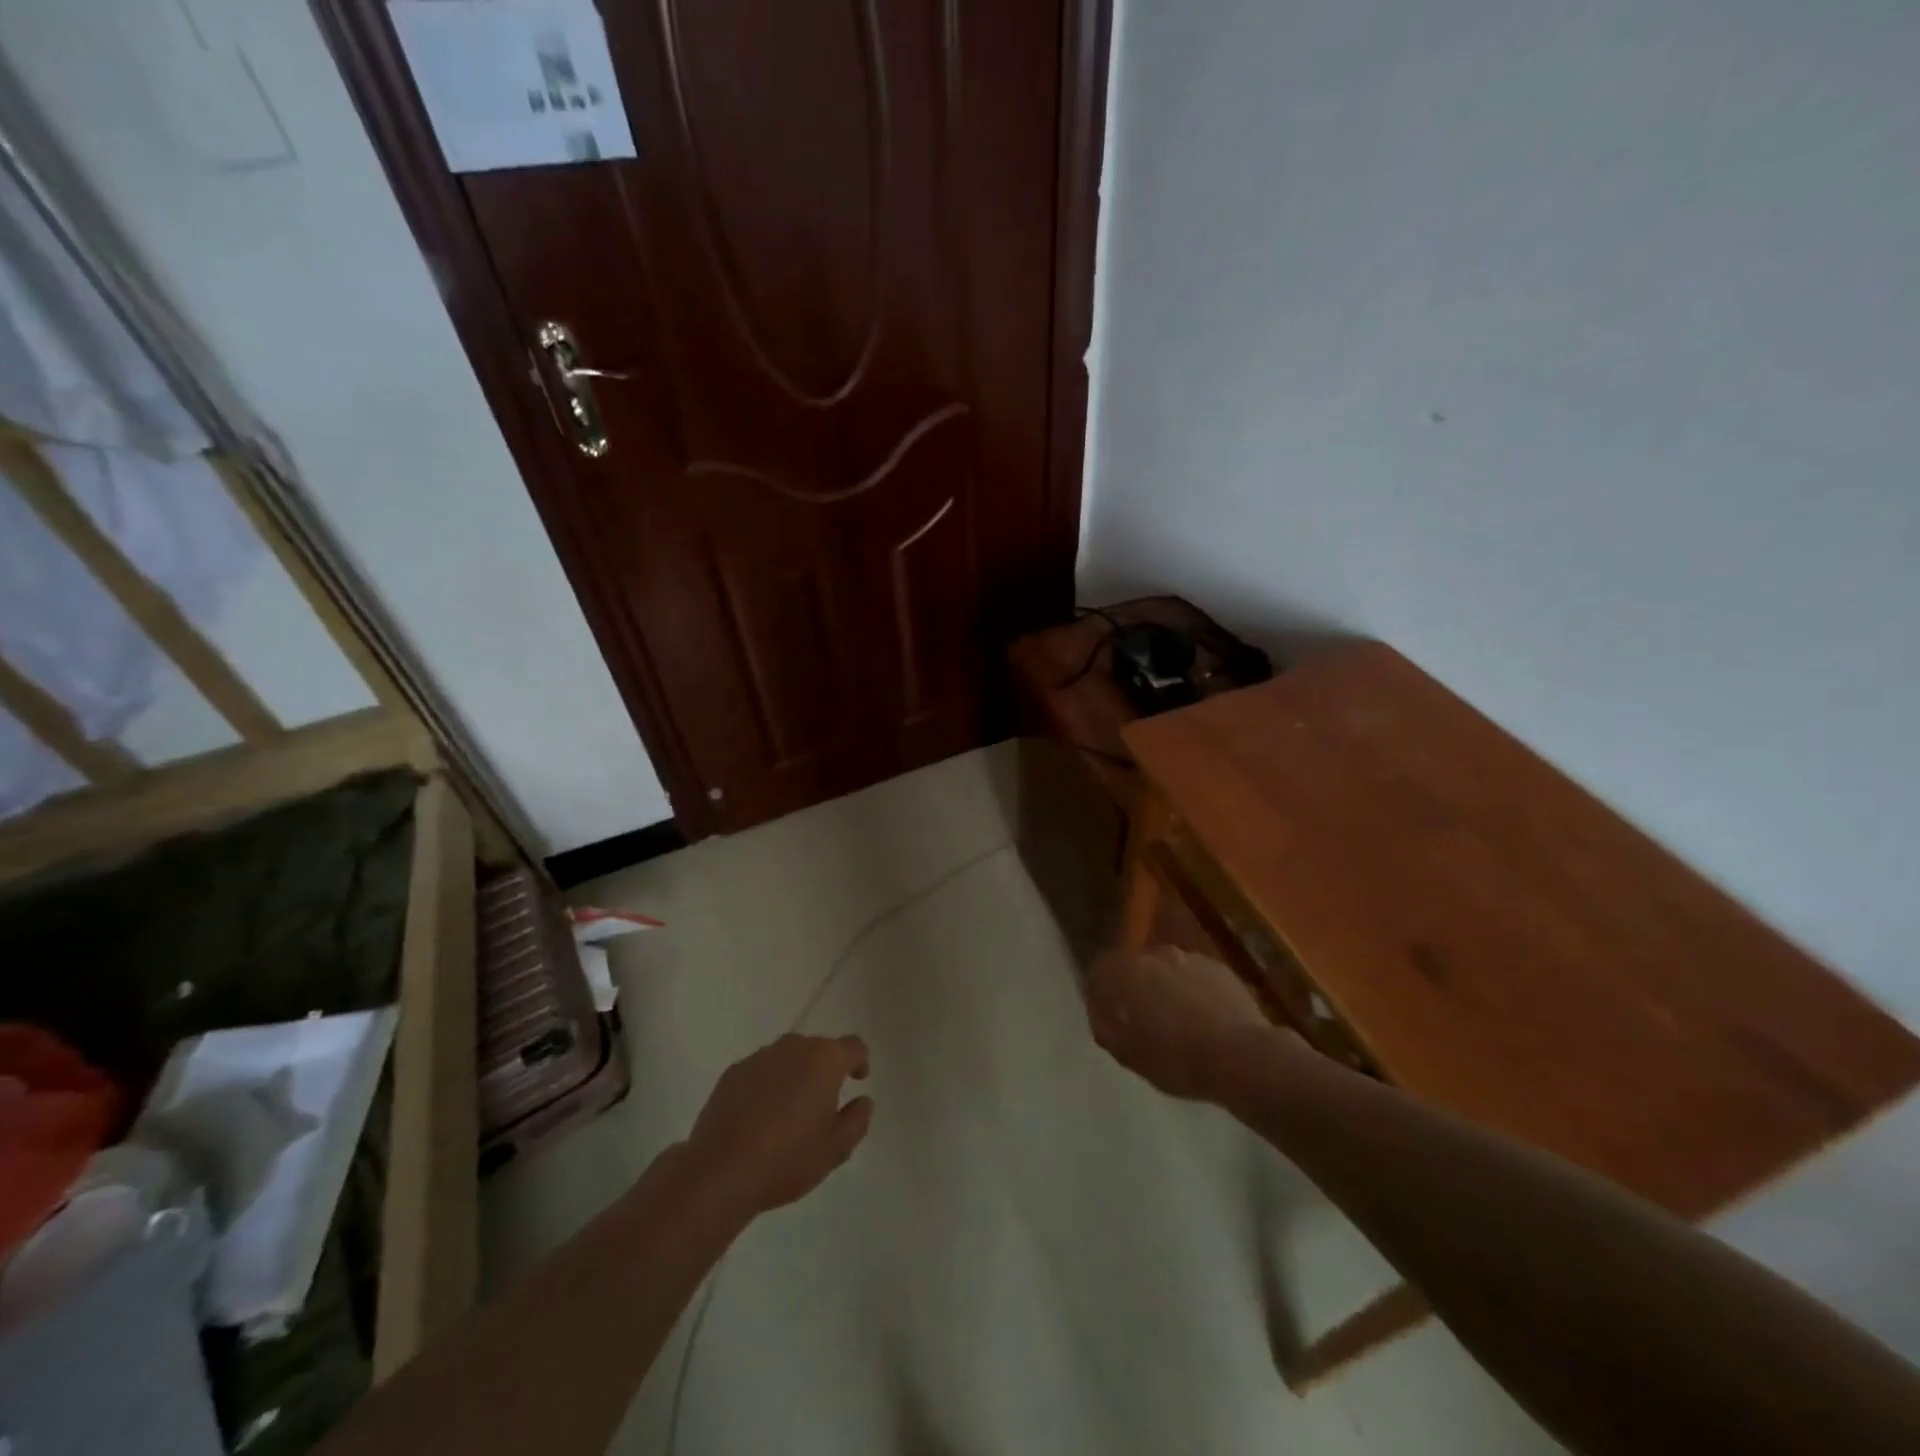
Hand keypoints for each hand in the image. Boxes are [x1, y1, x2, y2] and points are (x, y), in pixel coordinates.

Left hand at [684, 1033, 872, 1215]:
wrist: (720, 1170)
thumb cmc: (787, 1158)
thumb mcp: (836, 1149)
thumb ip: (857, 1120)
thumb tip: (863, 1101)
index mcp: (825, 1059)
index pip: (853, 1046)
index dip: (860, 1061)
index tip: (858, 1079)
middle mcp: (793, 1047)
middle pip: (818, 1049)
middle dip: (825, 1069)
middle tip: (824, 1102)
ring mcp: (759, 1057)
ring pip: (788, 1058)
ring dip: (795, 1075)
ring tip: (790, 1110)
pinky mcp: (732, 1073)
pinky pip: (760, 1071)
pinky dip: (767, 1085)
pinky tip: (760, 1116)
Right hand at [1085, 945, 1272, 1101]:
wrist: (1243, 1057)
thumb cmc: (1178, 1059)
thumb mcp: (1131, 1057)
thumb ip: (1107, 1032)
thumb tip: (1101, 1018)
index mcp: (1129, 973)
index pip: (1100, 970)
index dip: (1097, 993)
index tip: (1104, 1017)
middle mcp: (1157, 955)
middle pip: (1135, 967)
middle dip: (1132, 989)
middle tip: (1138, 1021)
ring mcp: (1191, 958)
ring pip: (1166, 970)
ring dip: (1163, 989)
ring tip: (1174, 1022)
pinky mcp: (1220, 969)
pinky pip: (1193, 977)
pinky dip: (1190, 992)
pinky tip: (1201, 1020)